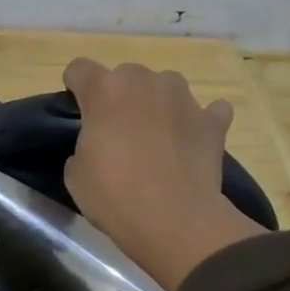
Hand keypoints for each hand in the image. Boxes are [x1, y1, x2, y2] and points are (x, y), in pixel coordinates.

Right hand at [63, 58, 266, 290]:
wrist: (174, 221)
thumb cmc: (114, 195)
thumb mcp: (76, 173)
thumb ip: (84, 144)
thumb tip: (100, 144)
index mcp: (104, 90)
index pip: (79, 69)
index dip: (76, 89)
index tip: (79, 111)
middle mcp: (144, 82)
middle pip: (125, 75)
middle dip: (120, 97)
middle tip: (119, 132)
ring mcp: (184, 98)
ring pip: (166, 87)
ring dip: (159, 104)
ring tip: (158, 138)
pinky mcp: (213, 121)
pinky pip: (208, 110)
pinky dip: (200, 121)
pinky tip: (192, 142)